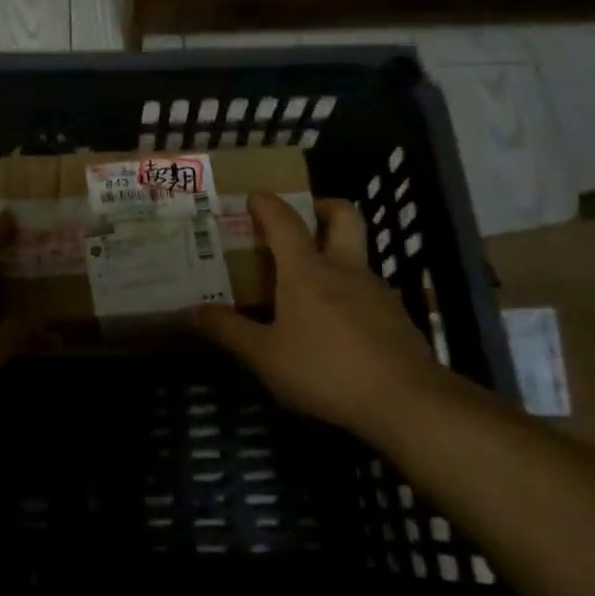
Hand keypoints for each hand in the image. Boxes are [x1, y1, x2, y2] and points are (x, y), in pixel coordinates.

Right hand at [188, 194, 446, 439]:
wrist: (406, 401)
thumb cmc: (325, 370)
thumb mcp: (265, 356)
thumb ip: (227, 331)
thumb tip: (188, 312)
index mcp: (307, 271)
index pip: (284, 221)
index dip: (268, 204)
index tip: (255, 195)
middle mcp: (344, 269)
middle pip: (343, 216)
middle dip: (322, 207)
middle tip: (303, 219)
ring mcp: (376, 291)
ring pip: (357, 254)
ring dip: (336, 254)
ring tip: (311, 284)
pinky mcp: (397, 316)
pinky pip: (368, 290)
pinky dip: (350, 292)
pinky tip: (338, 325)